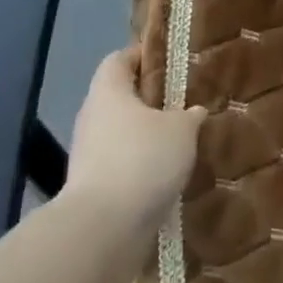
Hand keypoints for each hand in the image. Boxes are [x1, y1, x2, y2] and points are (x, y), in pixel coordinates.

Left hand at [62, 49, 205, 229]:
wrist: (104, 227)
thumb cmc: (143, 159)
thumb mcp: (181, 130)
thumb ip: (189, 116)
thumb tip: (193, 111)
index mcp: (108, 91)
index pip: (120, 59)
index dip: (143, 56)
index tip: (170, 61)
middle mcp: (92, 117)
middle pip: (120, 97)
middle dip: (150, 100)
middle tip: (184, 103)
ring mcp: (88, 154)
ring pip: (122, 133)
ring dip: (146, 136)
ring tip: (181, 141)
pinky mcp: (93, 186)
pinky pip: (122, 164)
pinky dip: (142, 165)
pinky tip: (167, 174)